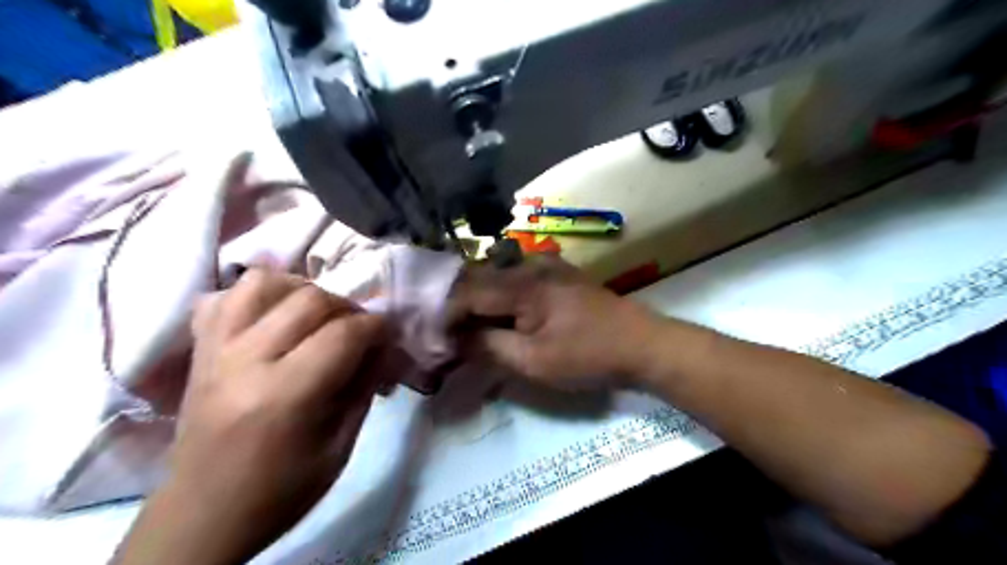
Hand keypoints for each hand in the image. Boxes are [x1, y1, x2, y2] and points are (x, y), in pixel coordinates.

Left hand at [120, 270, 386, 564]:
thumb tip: (381, 347)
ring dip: (302, 290)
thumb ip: (364, 388)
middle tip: (359, 331)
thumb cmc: (281, 490)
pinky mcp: (198, 350)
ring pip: (264, 283)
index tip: (388, 337)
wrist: (202, 515)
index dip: (377, 328)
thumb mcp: (340, 447)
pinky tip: (275, 314)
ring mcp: (214, 350)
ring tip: (317, 315)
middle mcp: (245, 361)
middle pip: (311, 299)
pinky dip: (257, 295)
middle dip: (348, 308)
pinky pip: (226, 296)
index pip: (345, 334)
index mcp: (285, 395)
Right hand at [457, 258, 661, 390]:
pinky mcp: (557, 274)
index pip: (465, 293)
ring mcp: (546, 266)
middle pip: (478, 280)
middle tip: (445, 334)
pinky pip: (516, 279)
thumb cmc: (588, 356)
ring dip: (477, 301)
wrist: (642, 344)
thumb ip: (488, 347)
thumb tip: (455, 339)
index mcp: (521, 284)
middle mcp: (529, 265)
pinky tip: (497, 316)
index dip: (444, 314)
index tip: (432, 338)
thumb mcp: (534, 361)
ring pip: (496, 278)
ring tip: (466, 328)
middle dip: (457, 307)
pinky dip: (499, 297)